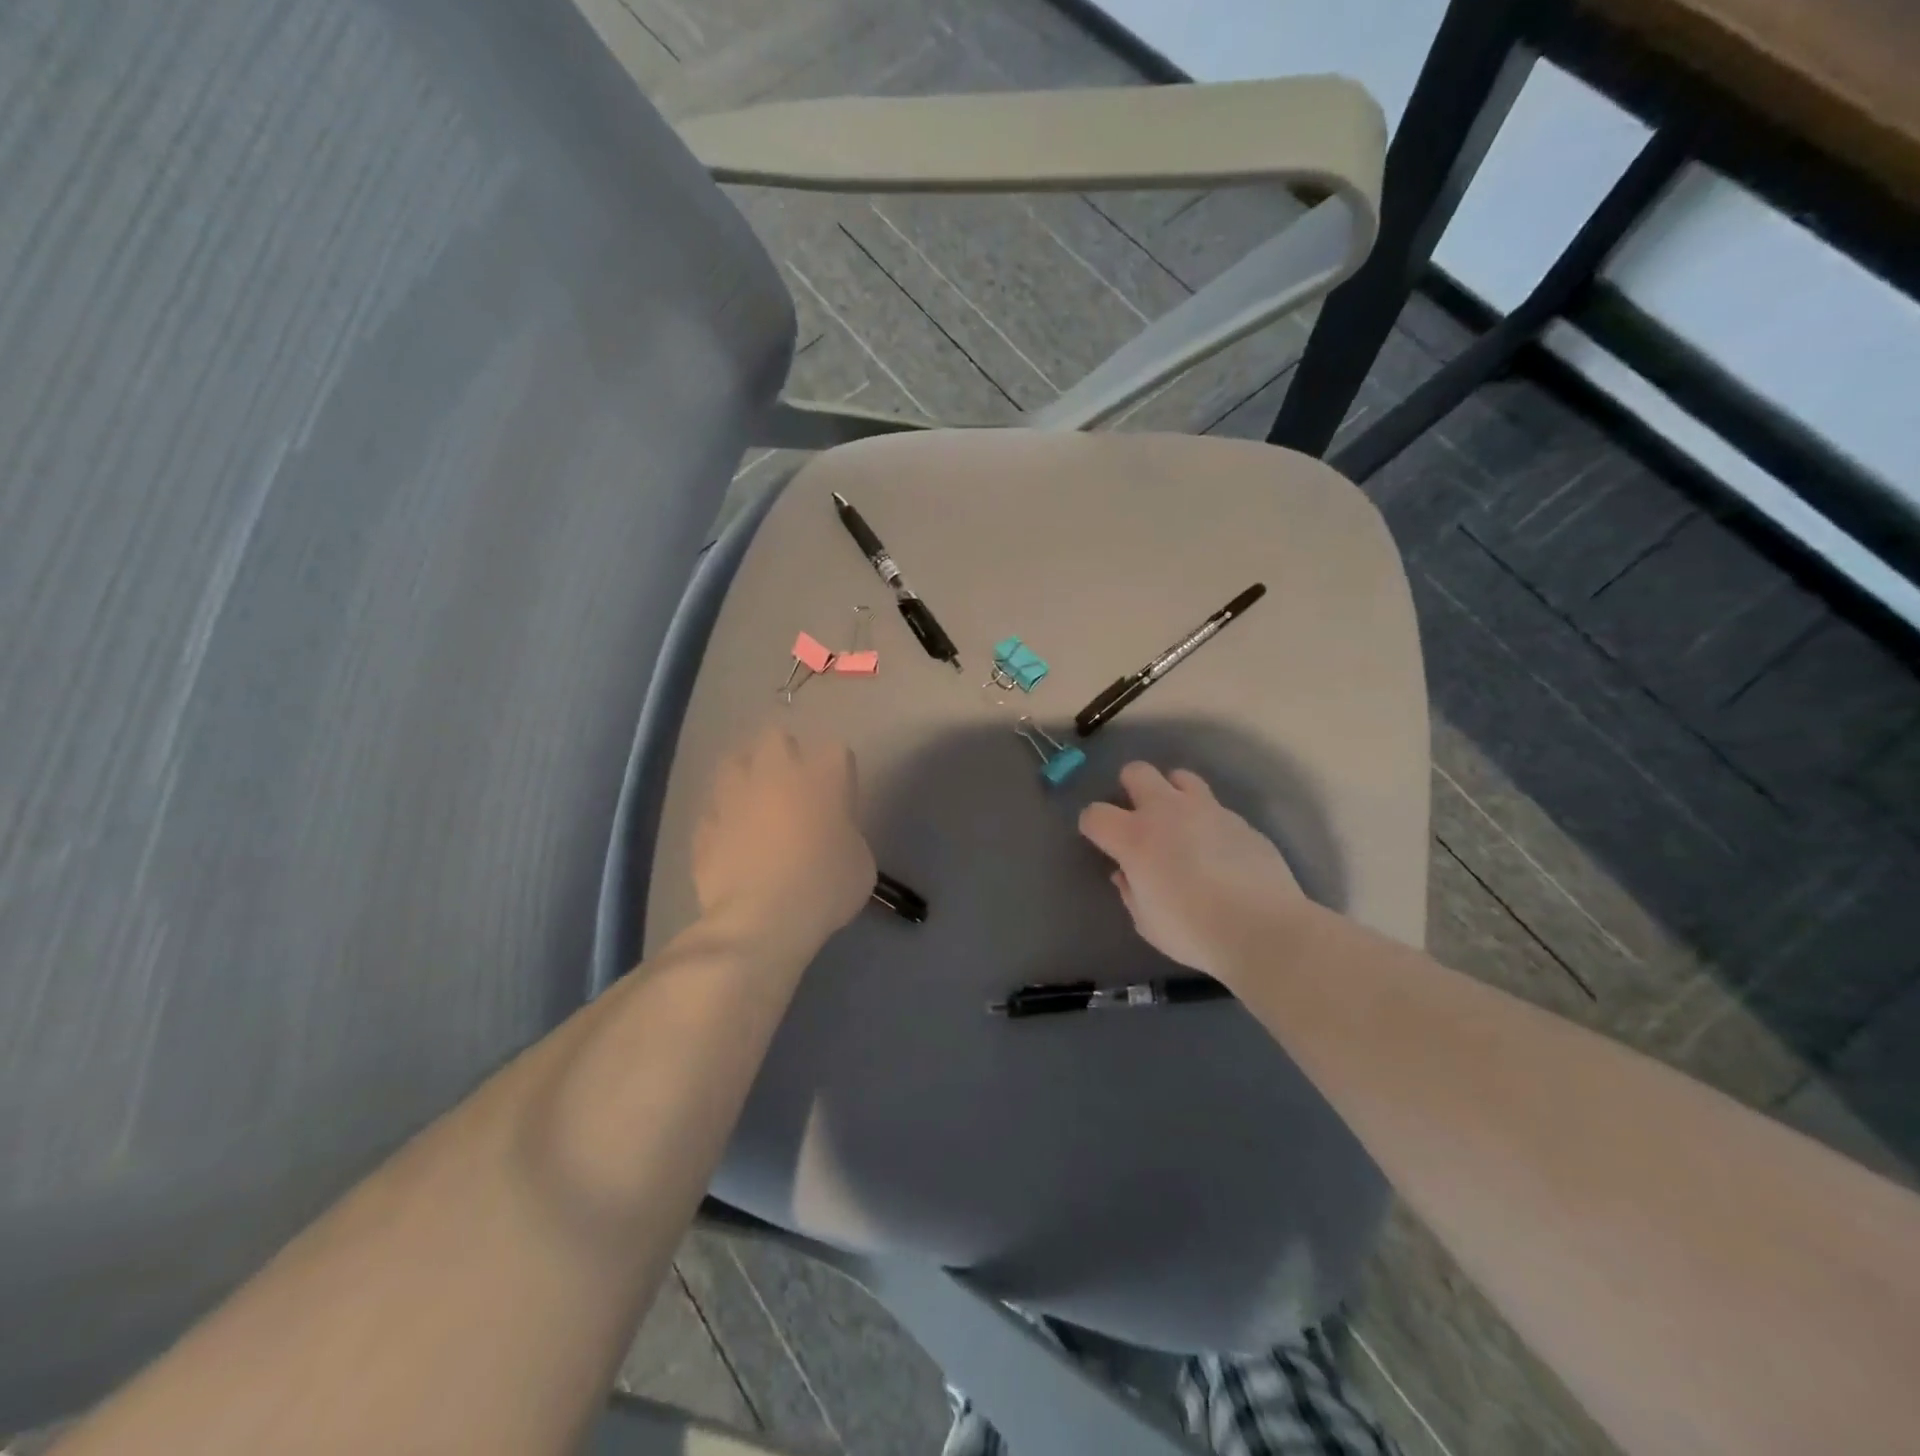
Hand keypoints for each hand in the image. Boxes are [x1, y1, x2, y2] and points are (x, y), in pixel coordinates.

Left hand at [693, 728, 875, 950]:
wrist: (764, 918)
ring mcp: (733, 798)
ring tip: (753, 804)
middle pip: (776, 738)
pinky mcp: (705, 828)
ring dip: (745, 778)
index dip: (838, 773)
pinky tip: (730, 842)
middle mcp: (775, 774)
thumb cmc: (826, 886)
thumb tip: (833, 836)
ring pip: (733, 764)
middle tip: (793, 787)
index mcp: (823, 777)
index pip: (836, 752)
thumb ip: (846, 835)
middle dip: (784, 755)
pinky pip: (713, 813)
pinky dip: (722, 822)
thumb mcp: (860, 863)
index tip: (839, 797)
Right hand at [1078, 762, 1306, 980]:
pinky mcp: (1240, 820)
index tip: (1100, 841)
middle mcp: (1166, 811)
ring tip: (1179, 821)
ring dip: (1172, 793)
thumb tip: (1126, 873)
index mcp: (1134, 837)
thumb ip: (1130, 891)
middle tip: (1137, 816)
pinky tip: (1217, 849)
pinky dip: (1207, 821)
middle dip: (1130, 787)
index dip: (1092, 825)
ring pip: (1180, 777)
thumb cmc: (1192, 931)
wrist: (1262, 929)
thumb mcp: (1146, 922)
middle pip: (1136, 772)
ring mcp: (1207, 810)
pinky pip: (1215, 807)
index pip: (1095, 814)